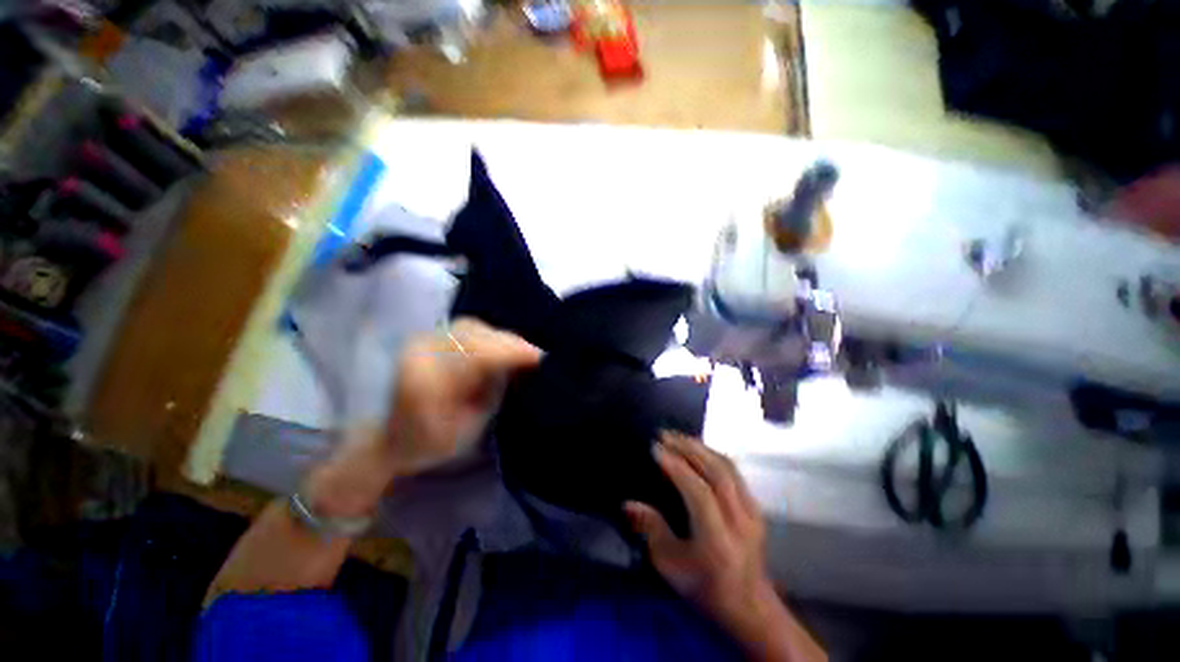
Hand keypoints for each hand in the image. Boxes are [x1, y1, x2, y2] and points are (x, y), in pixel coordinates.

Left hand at [307, 318, 540, 517]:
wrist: (391, 438)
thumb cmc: (431, 443)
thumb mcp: (468, 427)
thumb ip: (493, 392)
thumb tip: (522, 364)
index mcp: (425, 381)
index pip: (474, 355)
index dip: (510, 352)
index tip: (538, 357)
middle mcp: (419, 353)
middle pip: (474, 335)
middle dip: (510, 343)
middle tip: (535, 357)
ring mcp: (421, 341)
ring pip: (471, 326)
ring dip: (501, 337)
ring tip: (521, 352)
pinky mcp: (428, 337)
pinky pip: (466, 328)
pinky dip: (490, 334)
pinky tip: (502, 346)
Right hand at [625, 432, 779, 642]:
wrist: (750, 606)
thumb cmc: (704, 588)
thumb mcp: (670, 566)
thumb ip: (651, 530)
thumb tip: (629, 503)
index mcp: (718, 540)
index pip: (699, 493)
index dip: (677, 467)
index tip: (656, 448)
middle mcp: (740, 521)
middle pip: (716, 472)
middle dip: (688, 448)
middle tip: (664, 434)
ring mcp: (752, 512)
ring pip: (727, 467)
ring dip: (700, 447)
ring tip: (677, 436)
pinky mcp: (756, 506)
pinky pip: (733, 471)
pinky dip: (712, 454)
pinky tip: (697, 448)